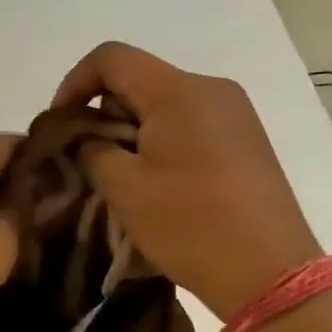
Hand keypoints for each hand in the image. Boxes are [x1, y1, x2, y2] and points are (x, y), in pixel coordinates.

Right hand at [52, 43, 321, 316]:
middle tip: (92, 162)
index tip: (62, 126)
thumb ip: (91, 150)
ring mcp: (235, 114)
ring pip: (163, 104)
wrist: (270, 273)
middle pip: (139, 80)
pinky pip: (190, 124)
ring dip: (133, 132)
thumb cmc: (190, 225)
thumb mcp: (124, 188)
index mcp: (179, 91)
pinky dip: (162, 143)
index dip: (75, 83)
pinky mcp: (246, 140)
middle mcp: (211, 89)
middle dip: (105, 114)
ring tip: (125, 179)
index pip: (112, 57)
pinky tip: (160, 184)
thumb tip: (86, 138)